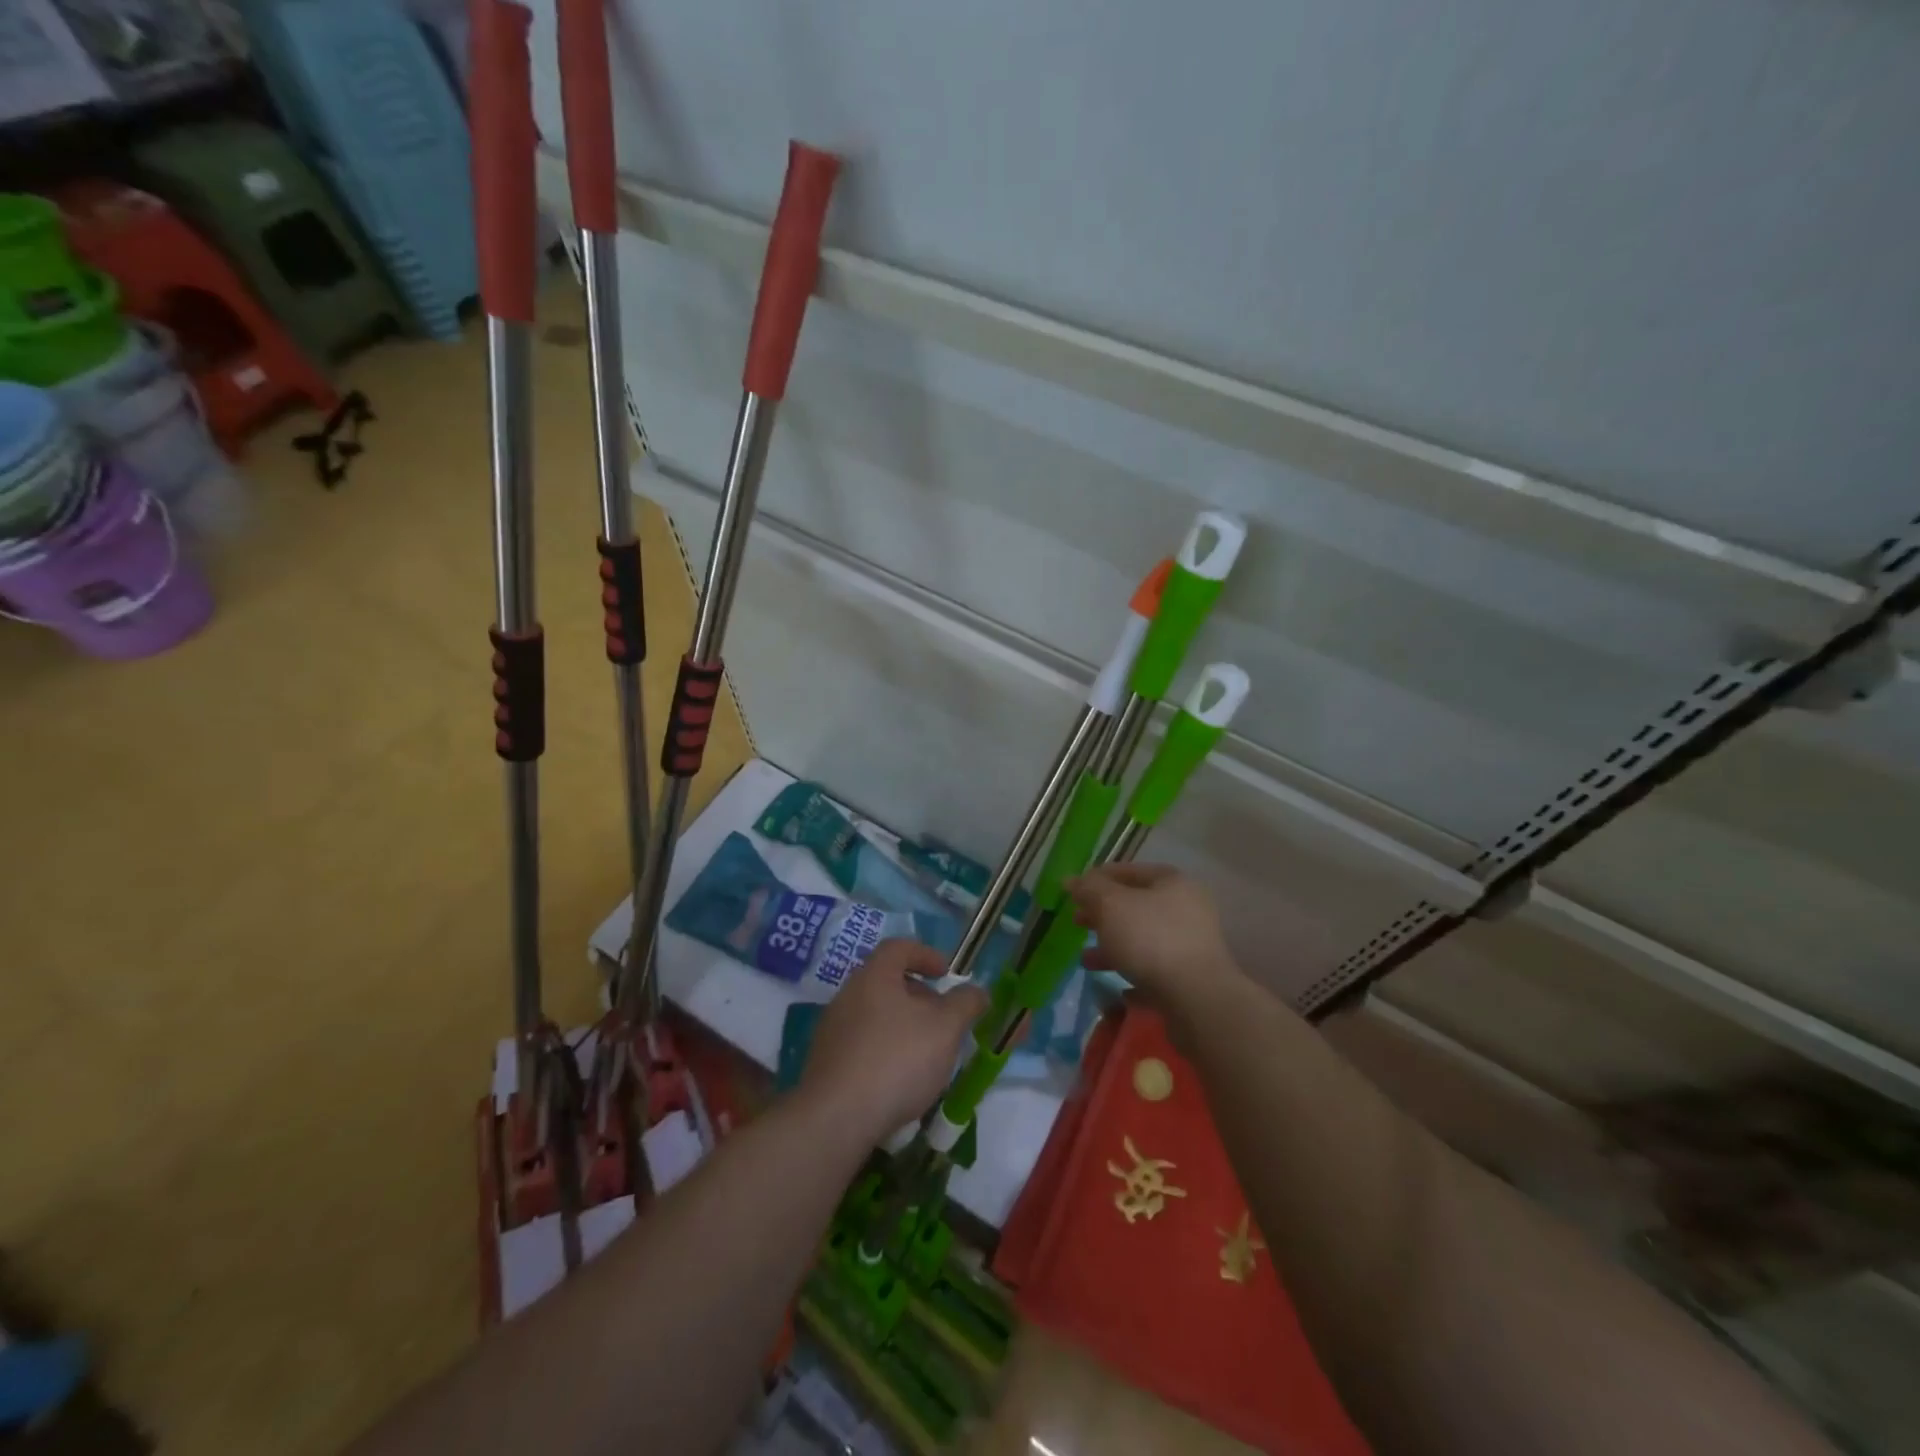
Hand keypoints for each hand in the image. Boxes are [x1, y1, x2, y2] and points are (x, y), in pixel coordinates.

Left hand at [800, 939, 988, 1144]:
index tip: (946, 973)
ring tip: (926, 1052)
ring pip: (874, 1015)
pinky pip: (862, 1044)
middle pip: (886, 982)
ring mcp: (832, 1030)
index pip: (898, 948)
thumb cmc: (897, 1059)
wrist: (837, 1118)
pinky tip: (900, 1079)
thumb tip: (977, 991)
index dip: (925, 954)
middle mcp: (848, 995)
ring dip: (902, 1025)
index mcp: (874, 976)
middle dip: (918, 996)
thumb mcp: (945, 1028)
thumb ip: (965, 1004)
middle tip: (942, 1018)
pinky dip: (884, 1050)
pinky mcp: (825, 1063)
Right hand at [1066, 863, 1240, 1003]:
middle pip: (1135, 906)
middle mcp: (1186, 909)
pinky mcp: (1190, 978)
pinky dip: (1133, 973)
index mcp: (1172, 883)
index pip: (1129, 871)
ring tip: (1086, 959)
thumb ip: (1089, 889)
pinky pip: (1154, 970)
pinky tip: (1116, 987)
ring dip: (1112, 947)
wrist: (1196, 998)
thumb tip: (1071, 880)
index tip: (1073, 892)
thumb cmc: (1150, 939)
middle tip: (1077, 922)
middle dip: (1103, 914)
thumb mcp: (1111, 905)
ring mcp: (1190, 945)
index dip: (1098, 878)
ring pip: (1142, 939)